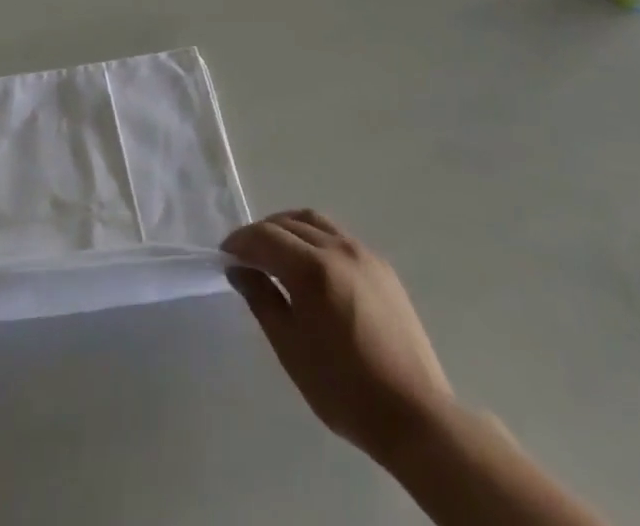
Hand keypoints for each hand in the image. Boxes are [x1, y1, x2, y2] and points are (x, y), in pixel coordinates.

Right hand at [223, 210, 452, 465]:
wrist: (415, 416)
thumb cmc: (344, 389)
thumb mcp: (291, 348)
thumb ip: (262, 300)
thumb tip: (238, 269)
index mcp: (313, 268)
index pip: (265, 237)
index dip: (240, 242)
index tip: (224, 255)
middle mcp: (338, 248)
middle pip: (289, 223)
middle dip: (262, 234)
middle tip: (245, 256)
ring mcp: (364, 254)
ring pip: (315, 223)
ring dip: (288, 229)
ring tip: (275, 254)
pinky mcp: (382, 267)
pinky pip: (338, 237)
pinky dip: (314, 239)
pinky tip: (310, 267)